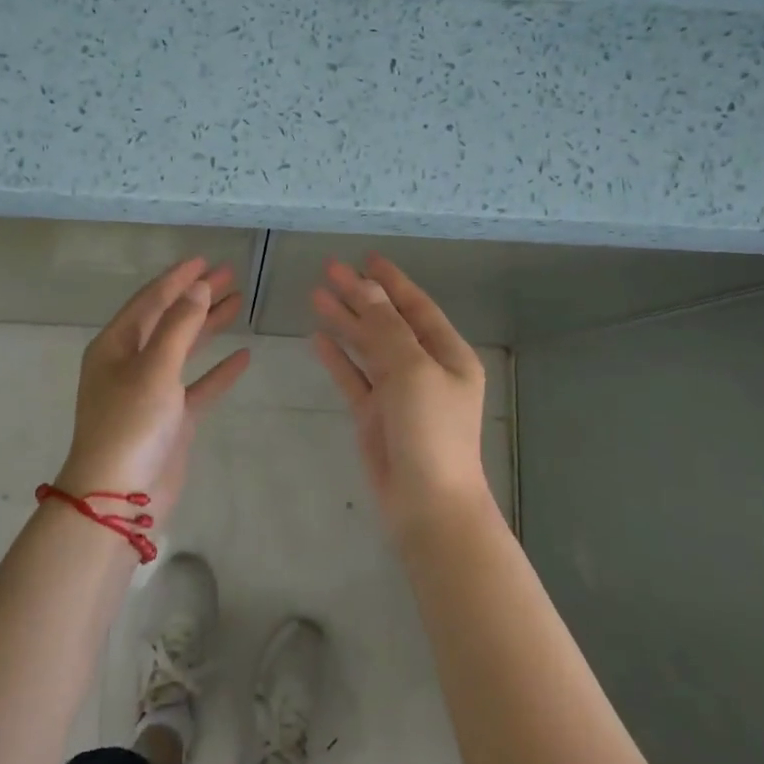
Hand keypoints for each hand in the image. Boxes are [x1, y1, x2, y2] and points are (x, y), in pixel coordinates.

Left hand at [59, 257, 250, 528]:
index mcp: (115, 346)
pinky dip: (218, 371)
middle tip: (230, 274)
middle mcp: (130, 363)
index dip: (177, 279)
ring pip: (185, 349)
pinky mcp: (170, 419)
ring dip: (209, 326)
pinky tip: (243, 357)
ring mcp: (151, 391)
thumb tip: (198, 286)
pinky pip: (197, 385)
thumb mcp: (154, 368)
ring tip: (239, 302)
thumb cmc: (130, 424)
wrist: (118, 499)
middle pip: (169, 319)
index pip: (150, 300)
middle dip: (197, 296)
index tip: (205, 260)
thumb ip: (179, 325)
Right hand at [311, 255, 489, 535]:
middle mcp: (425, 368)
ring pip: (367, 347)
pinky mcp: (375, 415)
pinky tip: (318, 338)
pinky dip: (337, 357)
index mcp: (448, 355)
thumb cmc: (430, 431)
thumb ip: (387, 328)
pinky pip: (354, 377)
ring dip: (345, 322)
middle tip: (328, 269)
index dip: (392, 281)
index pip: (417, 307)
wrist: (427, 505)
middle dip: (360, 296)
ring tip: (315, 295)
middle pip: (388, 322)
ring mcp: (398, 392)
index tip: (366, 258)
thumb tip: (367, 288)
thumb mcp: (413, 371)